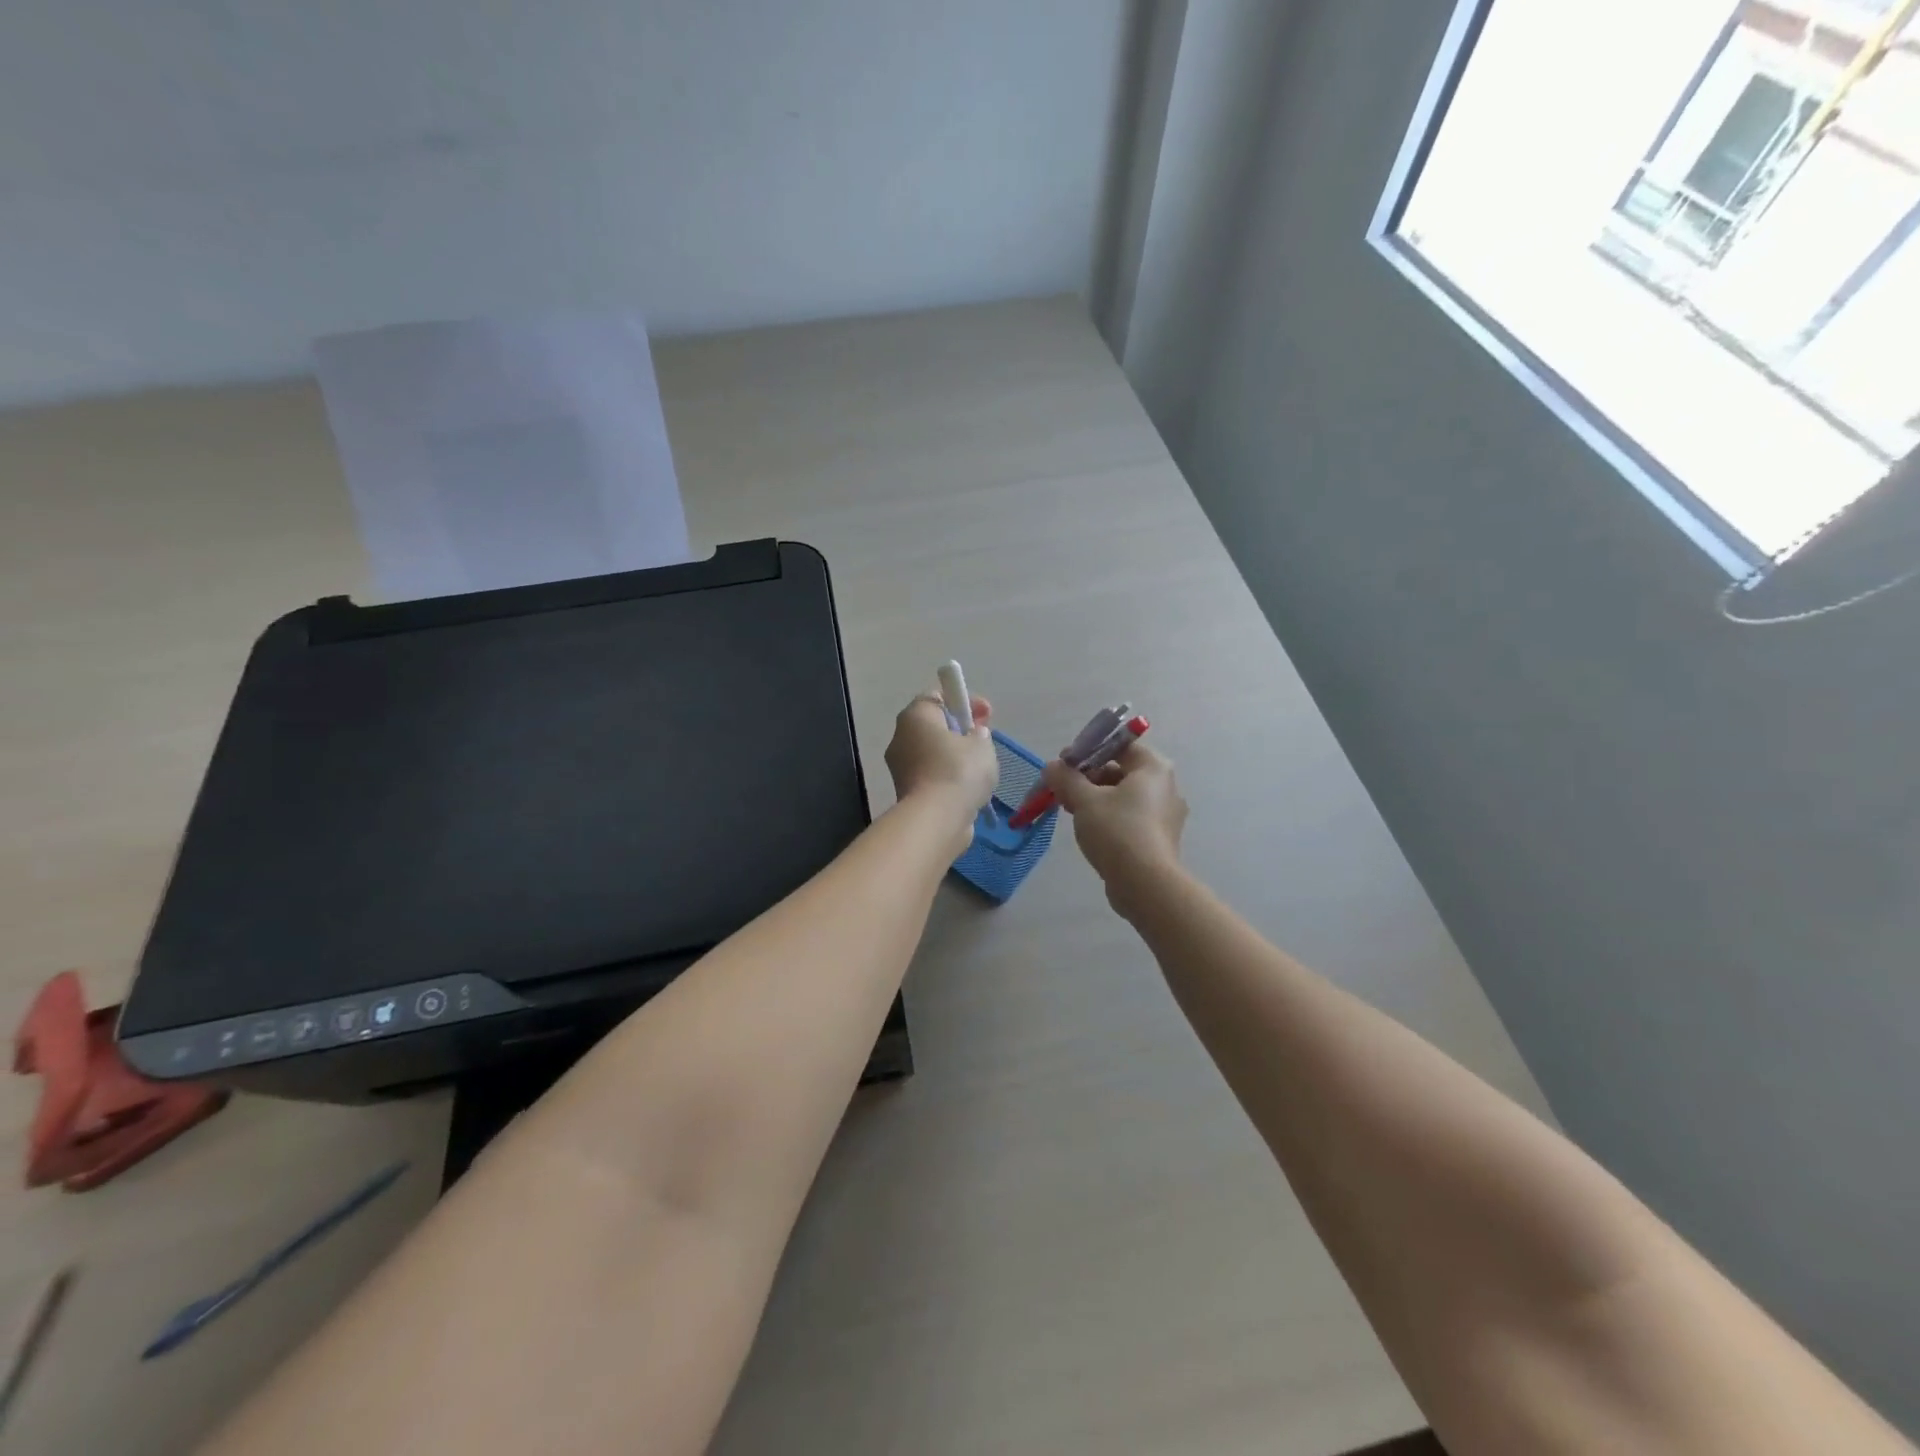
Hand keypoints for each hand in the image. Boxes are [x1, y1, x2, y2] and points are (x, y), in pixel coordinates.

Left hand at [885, 691, 997, 823]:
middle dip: (961, 731)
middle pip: (934, 726)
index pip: (938, 697)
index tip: (987, 714)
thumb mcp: (981, 743)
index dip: (964, 701)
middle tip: (984, 740)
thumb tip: (973, 736)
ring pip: (933, 753)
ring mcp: (900, 767)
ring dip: (955, 757)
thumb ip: (979, 733)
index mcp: (915, 716)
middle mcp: (901, 737)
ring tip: (981, 768)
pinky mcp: (906, 792)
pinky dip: (949, 779)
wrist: (936, 819)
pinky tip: (970, 788)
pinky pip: (932, 776)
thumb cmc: (958, 771)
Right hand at [1041, 743, 1186, 915]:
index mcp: (1153, 768)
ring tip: (1069, 811)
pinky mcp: (1159, 838)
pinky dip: (1108, 818)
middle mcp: (1165, 786)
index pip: (1120, 745)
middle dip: (1087, 778)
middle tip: (1062, 789)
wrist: (1146, 885)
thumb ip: (1066, 778)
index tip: (1064, 764)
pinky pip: (1130, 818)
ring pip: (1123, 796)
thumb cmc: (1117, 831)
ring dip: (1095, 799)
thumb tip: (1051, 767)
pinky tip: (1088, 831)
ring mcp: (1165, 815)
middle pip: (1121, 771)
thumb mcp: (1084, 800)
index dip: (1089, 750)